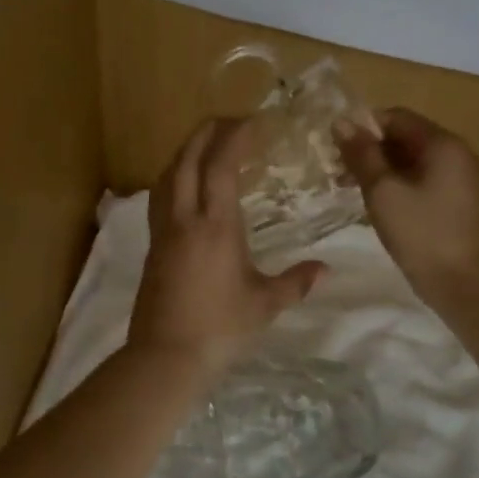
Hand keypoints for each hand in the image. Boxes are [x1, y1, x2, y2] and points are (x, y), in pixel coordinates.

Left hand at [128, 117, 327, 374]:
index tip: (254, 122)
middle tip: (231, 122)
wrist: (166, 356)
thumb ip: (296, 282)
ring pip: (168, 175)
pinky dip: (174, 177)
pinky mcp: (152, 246)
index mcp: (216, 225)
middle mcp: (185, 218)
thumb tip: (326, 270)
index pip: (221, 165)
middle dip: (207, 132)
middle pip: (187, 158)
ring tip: (208, 147)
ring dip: (186, 152)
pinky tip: (185, 187)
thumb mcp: (265, 304)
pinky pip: (160, 196)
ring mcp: (163, 231)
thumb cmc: (220, 327)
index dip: (235, 136)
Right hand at [335, 108, 478, 302]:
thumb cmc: (420, 232)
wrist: (461, 282)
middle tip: (338, 171)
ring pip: (411, 160)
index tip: (336, 148)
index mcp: (442, 143)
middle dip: (370, 149)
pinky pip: (421, 179)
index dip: (364, 127)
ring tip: (349, 187)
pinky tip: (375, 202)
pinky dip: (397, 183)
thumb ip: (362, 154)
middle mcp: (455, 153)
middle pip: (405, 137)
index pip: (397, 117)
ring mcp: (458, 178)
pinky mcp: (455, 200)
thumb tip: (341, 122)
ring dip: (380, 168)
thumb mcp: (383, 190)